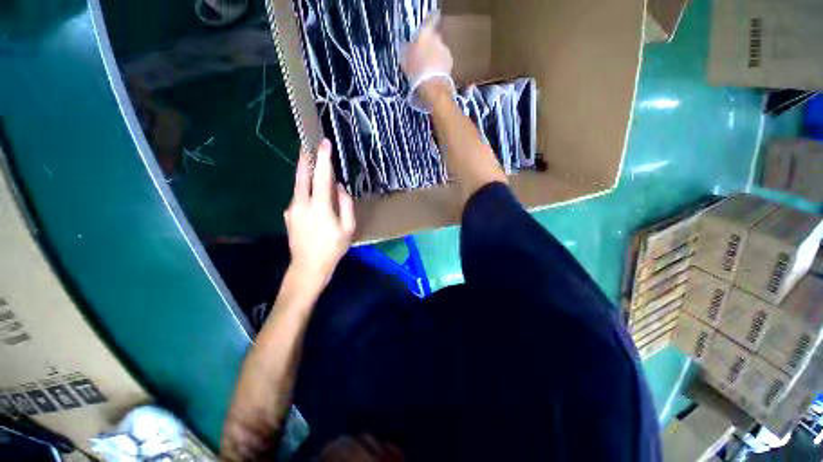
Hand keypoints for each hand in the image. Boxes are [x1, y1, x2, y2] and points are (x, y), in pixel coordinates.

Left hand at [285, 139, 354, 287]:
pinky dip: (304, 189)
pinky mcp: (289, 215)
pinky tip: (311, 193)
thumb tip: (339, 188)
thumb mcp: (348, 228)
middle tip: (307, 144)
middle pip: (301, 175)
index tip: (324, 143)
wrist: (308, 266)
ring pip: (298, 185)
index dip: (323, 158)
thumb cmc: (333, 248)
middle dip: (304, 158)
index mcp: (320, 207)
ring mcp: (292, 209)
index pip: (322, 176)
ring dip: (304, 173)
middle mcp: (302, 204)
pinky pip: (298, 197)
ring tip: (312, 165)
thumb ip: (346, 205)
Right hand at [401, 12, 453, 109]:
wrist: (432, 87)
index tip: (428, 26)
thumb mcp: (404, 59)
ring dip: (435, 56)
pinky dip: (440, 66)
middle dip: (430, 45)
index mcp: (425, 34)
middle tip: (423, 56)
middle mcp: (438, 39)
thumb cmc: (415, 71)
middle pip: (434, 38)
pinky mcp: (451, 64)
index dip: (430, 21)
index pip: (431, 20)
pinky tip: (434, 74)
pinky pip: (444, 62)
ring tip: (428, 69)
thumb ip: (407, 48)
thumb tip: (407, 45)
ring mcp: (446, 51)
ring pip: (439, 50)